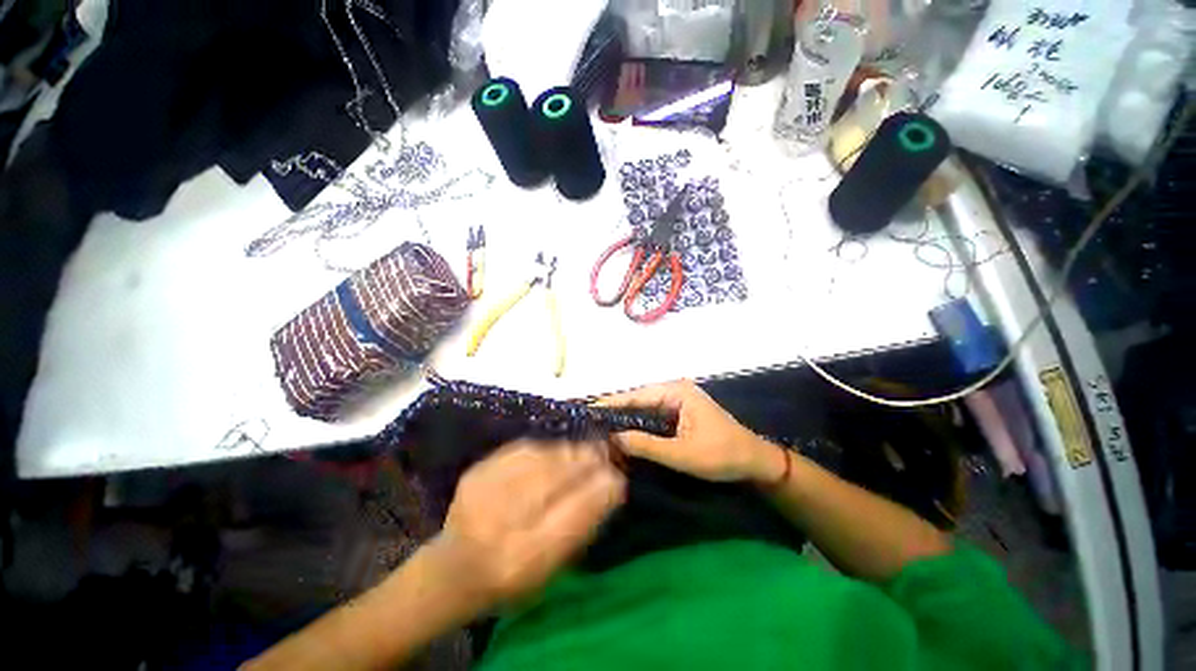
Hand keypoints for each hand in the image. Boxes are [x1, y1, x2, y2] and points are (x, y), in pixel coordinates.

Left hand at [432, 440, 626, 606]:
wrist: (451, 570)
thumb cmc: (509, 582)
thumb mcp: (551, 570)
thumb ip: (582, 526)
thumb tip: (611, 484)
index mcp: (523, 559)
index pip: (575, 513)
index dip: (601, 489)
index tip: (618, 476)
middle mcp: (501, 522)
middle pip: (558, 476)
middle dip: (588, 461)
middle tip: (605, 454)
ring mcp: (485, 491)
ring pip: (543, 457)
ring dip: (570, 451)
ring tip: (585, 451)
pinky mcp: (477, 471)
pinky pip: (524, 449)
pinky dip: (547, 448)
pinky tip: (557, 451)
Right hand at [600, 380, 783, 482]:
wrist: (754, 462)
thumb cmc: (721, 455)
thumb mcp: (682, 453)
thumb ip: (646, 445)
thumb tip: (613, 438)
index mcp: (676, 391)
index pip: (636, 395)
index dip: (611, 404)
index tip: (588, 412)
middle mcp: (673, 390)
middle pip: (637, 400)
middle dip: (616, 413)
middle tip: (590, 427)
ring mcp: (676, 401)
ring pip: (643, 409)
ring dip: (625, 421)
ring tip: (600, 432)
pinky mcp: (678, 414)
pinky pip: (652, 418)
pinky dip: (638, 427)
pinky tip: (624, 437)